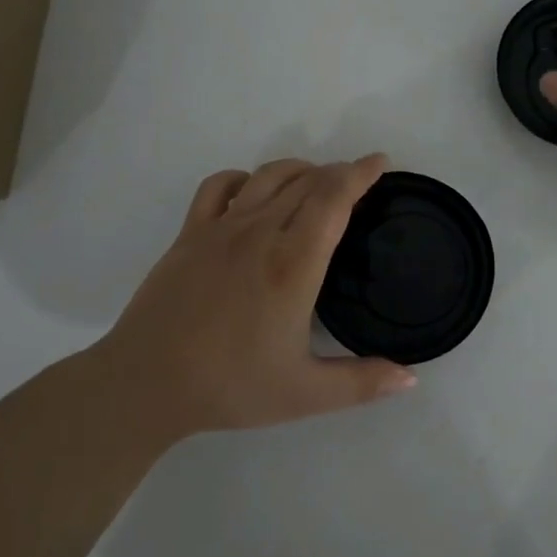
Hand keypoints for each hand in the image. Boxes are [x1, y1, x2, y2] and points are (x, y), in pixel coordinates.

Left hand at [101, 154, 416, 437]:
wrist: (145, 383)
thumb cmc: (230, 386)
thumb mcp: (305, 394)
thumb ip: (362, 383)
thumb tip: (411, 376)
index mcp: (294, 264)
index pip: (334, 198)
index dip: (361, 173)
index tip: (381, 162)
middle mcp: (261, 233)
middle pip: (307, 181)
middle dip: (338, 172)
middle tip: (357, 182)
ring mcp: (221, 228)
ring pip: (268, 176)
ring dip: (299, 169)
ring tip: (315, 181)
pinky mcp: (190, 233)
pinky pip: (220, 185)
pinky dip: (245, 178)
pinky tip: (253, 192)